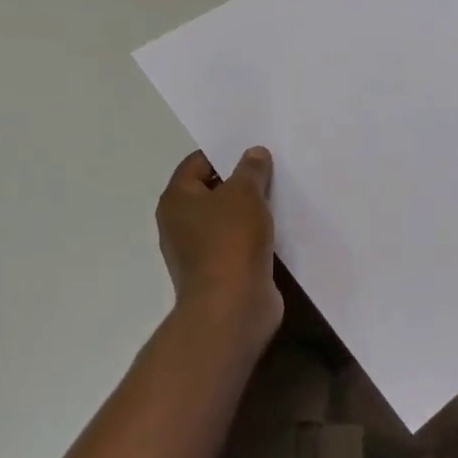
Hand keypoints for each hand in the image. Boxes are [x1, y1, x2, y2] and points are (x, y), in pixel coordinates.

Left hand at [156, 147, 282, 352]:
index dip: (224, 153)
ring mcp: (198, 252)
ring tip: (281, 198)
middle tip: (273, 171)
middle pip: (212, 191)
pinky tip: (279, 230)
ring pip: (227, 220)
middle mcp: (179, 225)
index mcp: (176, 200)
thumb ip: (251, 169)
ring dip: (250, 211)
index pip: (197, 163)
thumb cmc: (231, 241)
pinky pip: (237, 244)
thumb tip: (254, 153)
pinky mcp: (219, 273)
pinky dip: (254, 236)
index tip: (255, 151)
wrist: (232, 306)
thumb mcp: (245, 193)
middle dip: (241, 182)